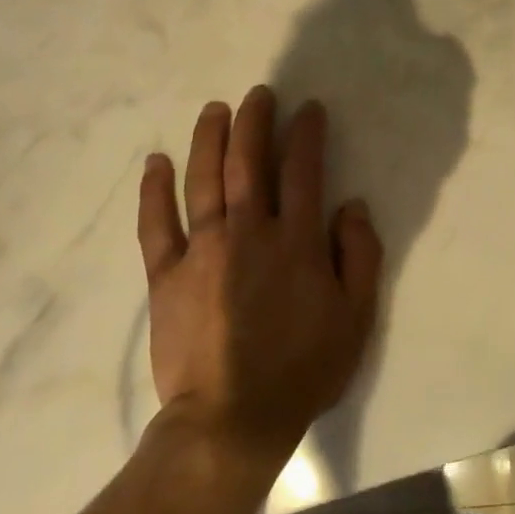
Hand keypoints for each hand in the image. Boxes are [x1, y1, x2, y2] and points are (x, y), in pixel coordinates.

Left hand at [137, 85, 382, 467]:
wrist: (232, 419)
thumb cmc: (303, 368)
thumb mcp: (356, 316)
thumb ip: (360, 255)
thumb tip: (351, 205)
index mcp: (296, 241)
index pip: (303, 170)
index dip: (306, 134)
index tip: (309, 109)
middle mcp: (249, 232)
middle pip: (248, 162)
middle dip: (255, 121)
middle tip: (259, 94)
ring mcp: (202, 250)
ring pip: (203, 180)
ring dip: (208, 139)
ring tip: (214, 109)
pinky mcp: (166, 275)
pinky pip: (156, 224)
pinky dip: (154, 190)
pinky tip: (156, 162)